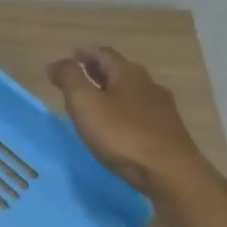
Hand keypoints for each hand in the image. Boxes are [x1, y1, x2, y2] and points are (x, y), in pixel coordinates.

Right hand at [46, 46, 203, 192]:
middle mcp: (148, 84)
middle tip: (78, 78)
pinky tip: (118, 126)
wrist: (170, 172)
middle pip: (119, 71)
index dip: (84, 54)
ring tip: (95, 103)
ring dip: (112, 92)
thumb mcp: (86, 103)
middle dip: (97, 71)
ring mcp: (162, 108)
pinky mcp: (168, 131)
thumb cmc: (123, 134)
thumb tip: (57, 62)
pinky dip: (124, 111)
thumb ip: (70, 79)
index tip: (69, 58)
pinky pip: (140, 112)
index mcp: (128, 72)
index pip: (103, 53)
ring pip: (131, 92)